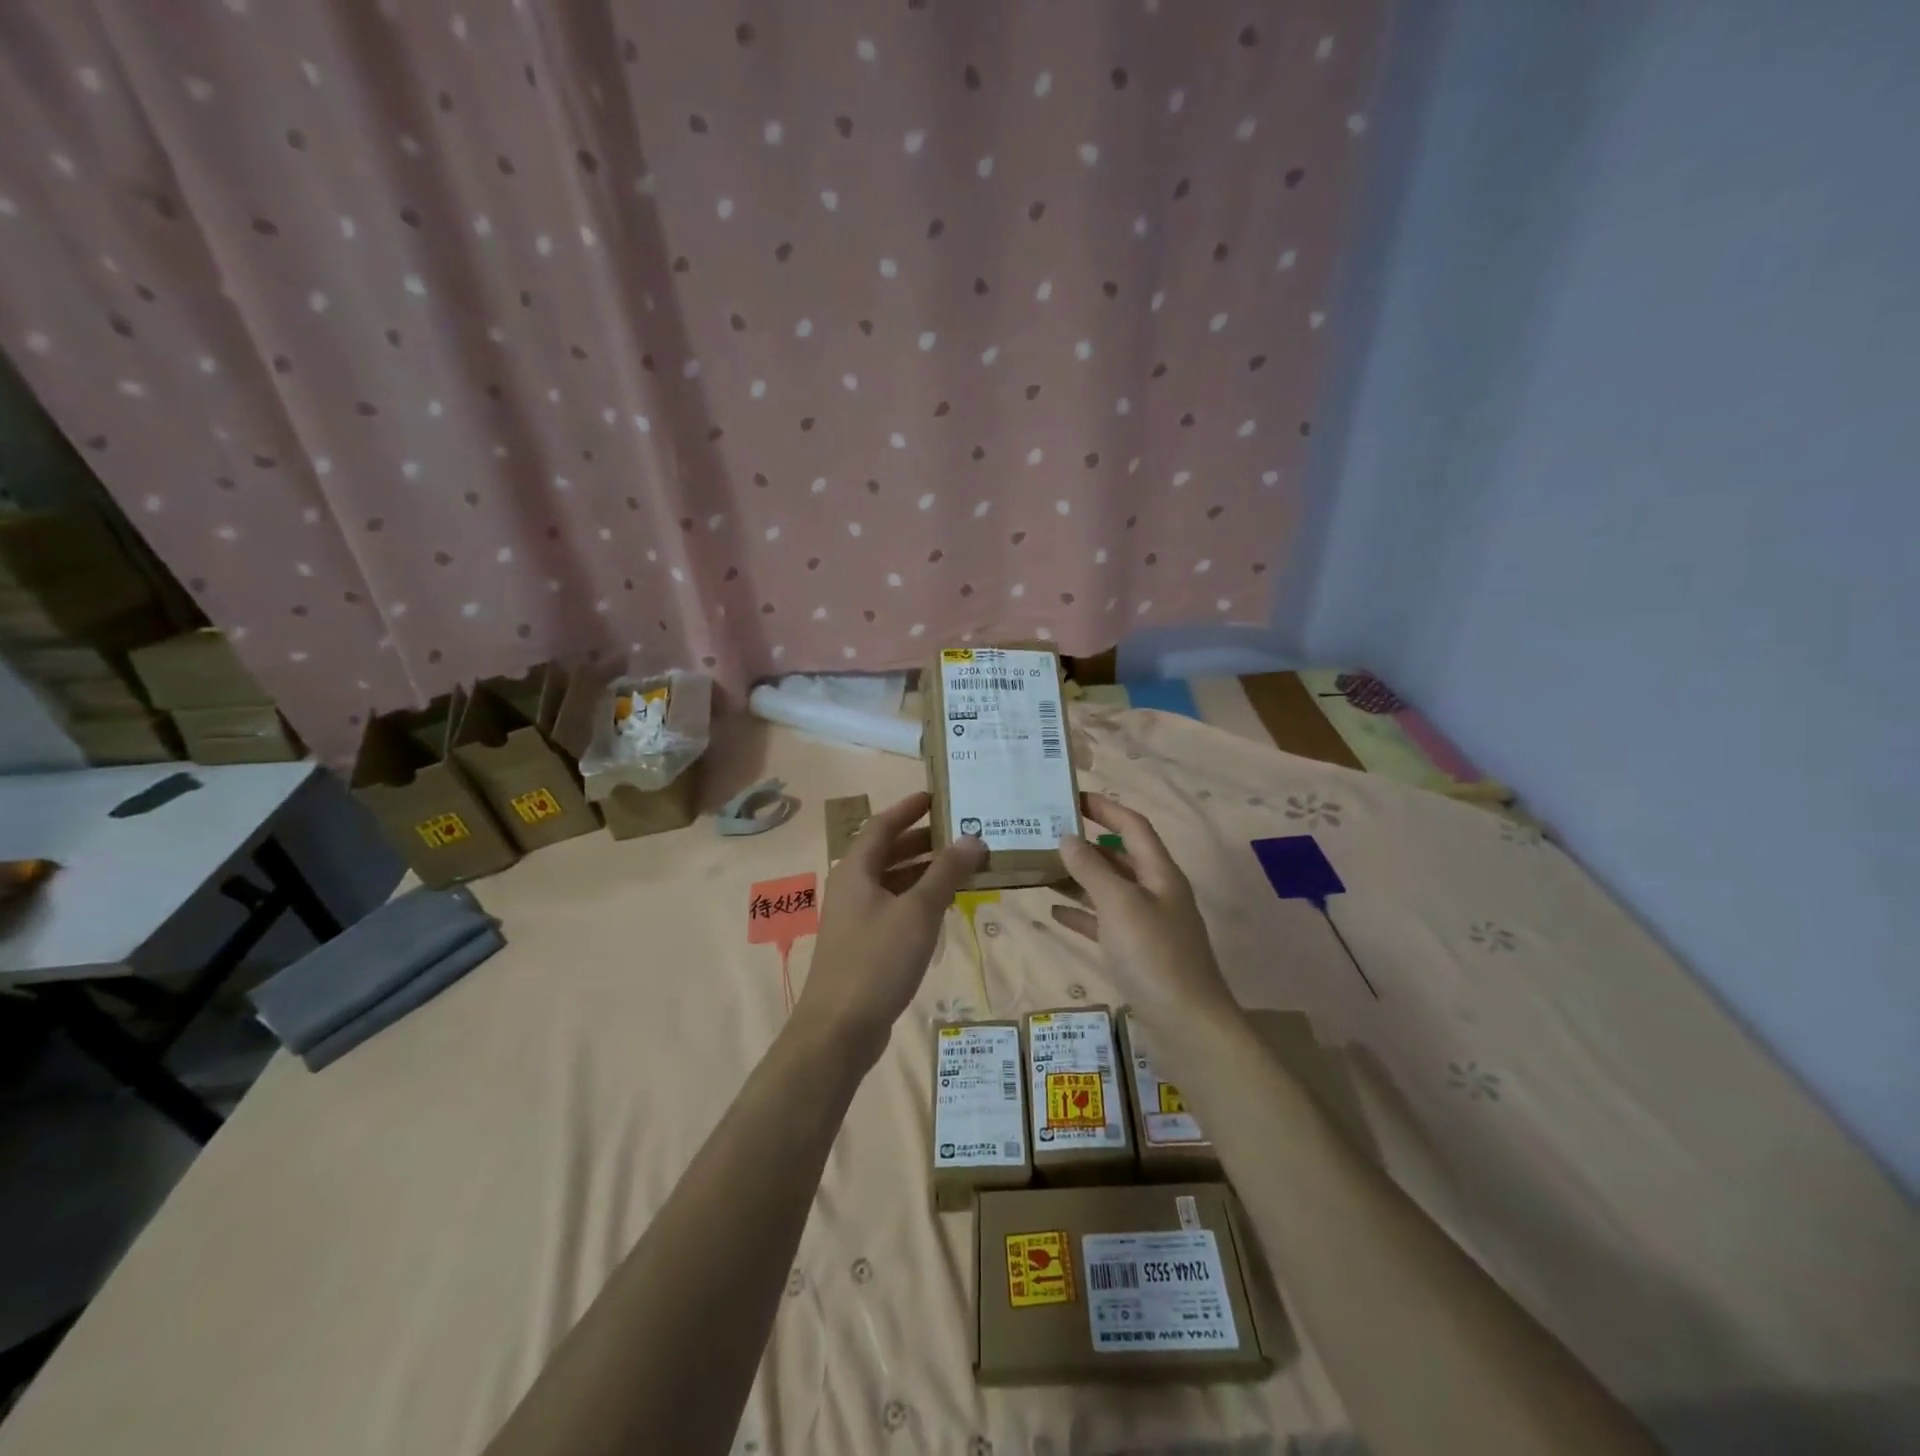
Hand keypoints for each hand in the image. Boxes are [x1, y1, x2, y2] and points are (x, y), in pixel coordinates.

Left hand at [796, 791, 985, 1060]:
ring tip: (963, 866)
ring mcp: (855, 916)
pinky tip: (944, 905)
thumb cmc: (877, 960)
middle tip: (961, 832)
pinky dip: (918, 898)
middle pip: (888, 851)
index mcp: (856, 869)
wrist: (839, 1028)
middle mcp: (852, 886)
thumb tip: (973, 838)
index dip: (909, 808)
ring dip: (924, 870)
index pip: (883, 824)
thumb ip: (946, 872)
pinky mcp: (863, 943)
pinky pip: (893, 906)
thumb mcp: (918, 911)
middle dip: (923, 840)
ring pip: (892, 880)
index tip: (937, 796)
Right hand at [1053, 794, 1236, 1025]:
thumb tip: (1067, 837)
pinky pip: (1105, 923)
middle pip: (1120, 856)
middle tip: (1046, 834)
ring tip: (1041, 868)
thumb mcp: (1119, 905)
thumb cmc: (1154, 955)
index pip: (1133, 825)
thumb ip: (1091, 869)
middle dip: (1086, 844)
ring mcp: (1148, 925)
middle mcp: (1156, 892)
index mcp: (1160, 873)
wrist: (1187, 1026)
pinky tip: (1053, 912)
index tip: (1071, 797)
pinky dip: (1081, 914)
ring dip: (1079, 879)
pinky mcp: (1138, 954)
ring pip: (1109, 890)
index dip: (1105, 808)